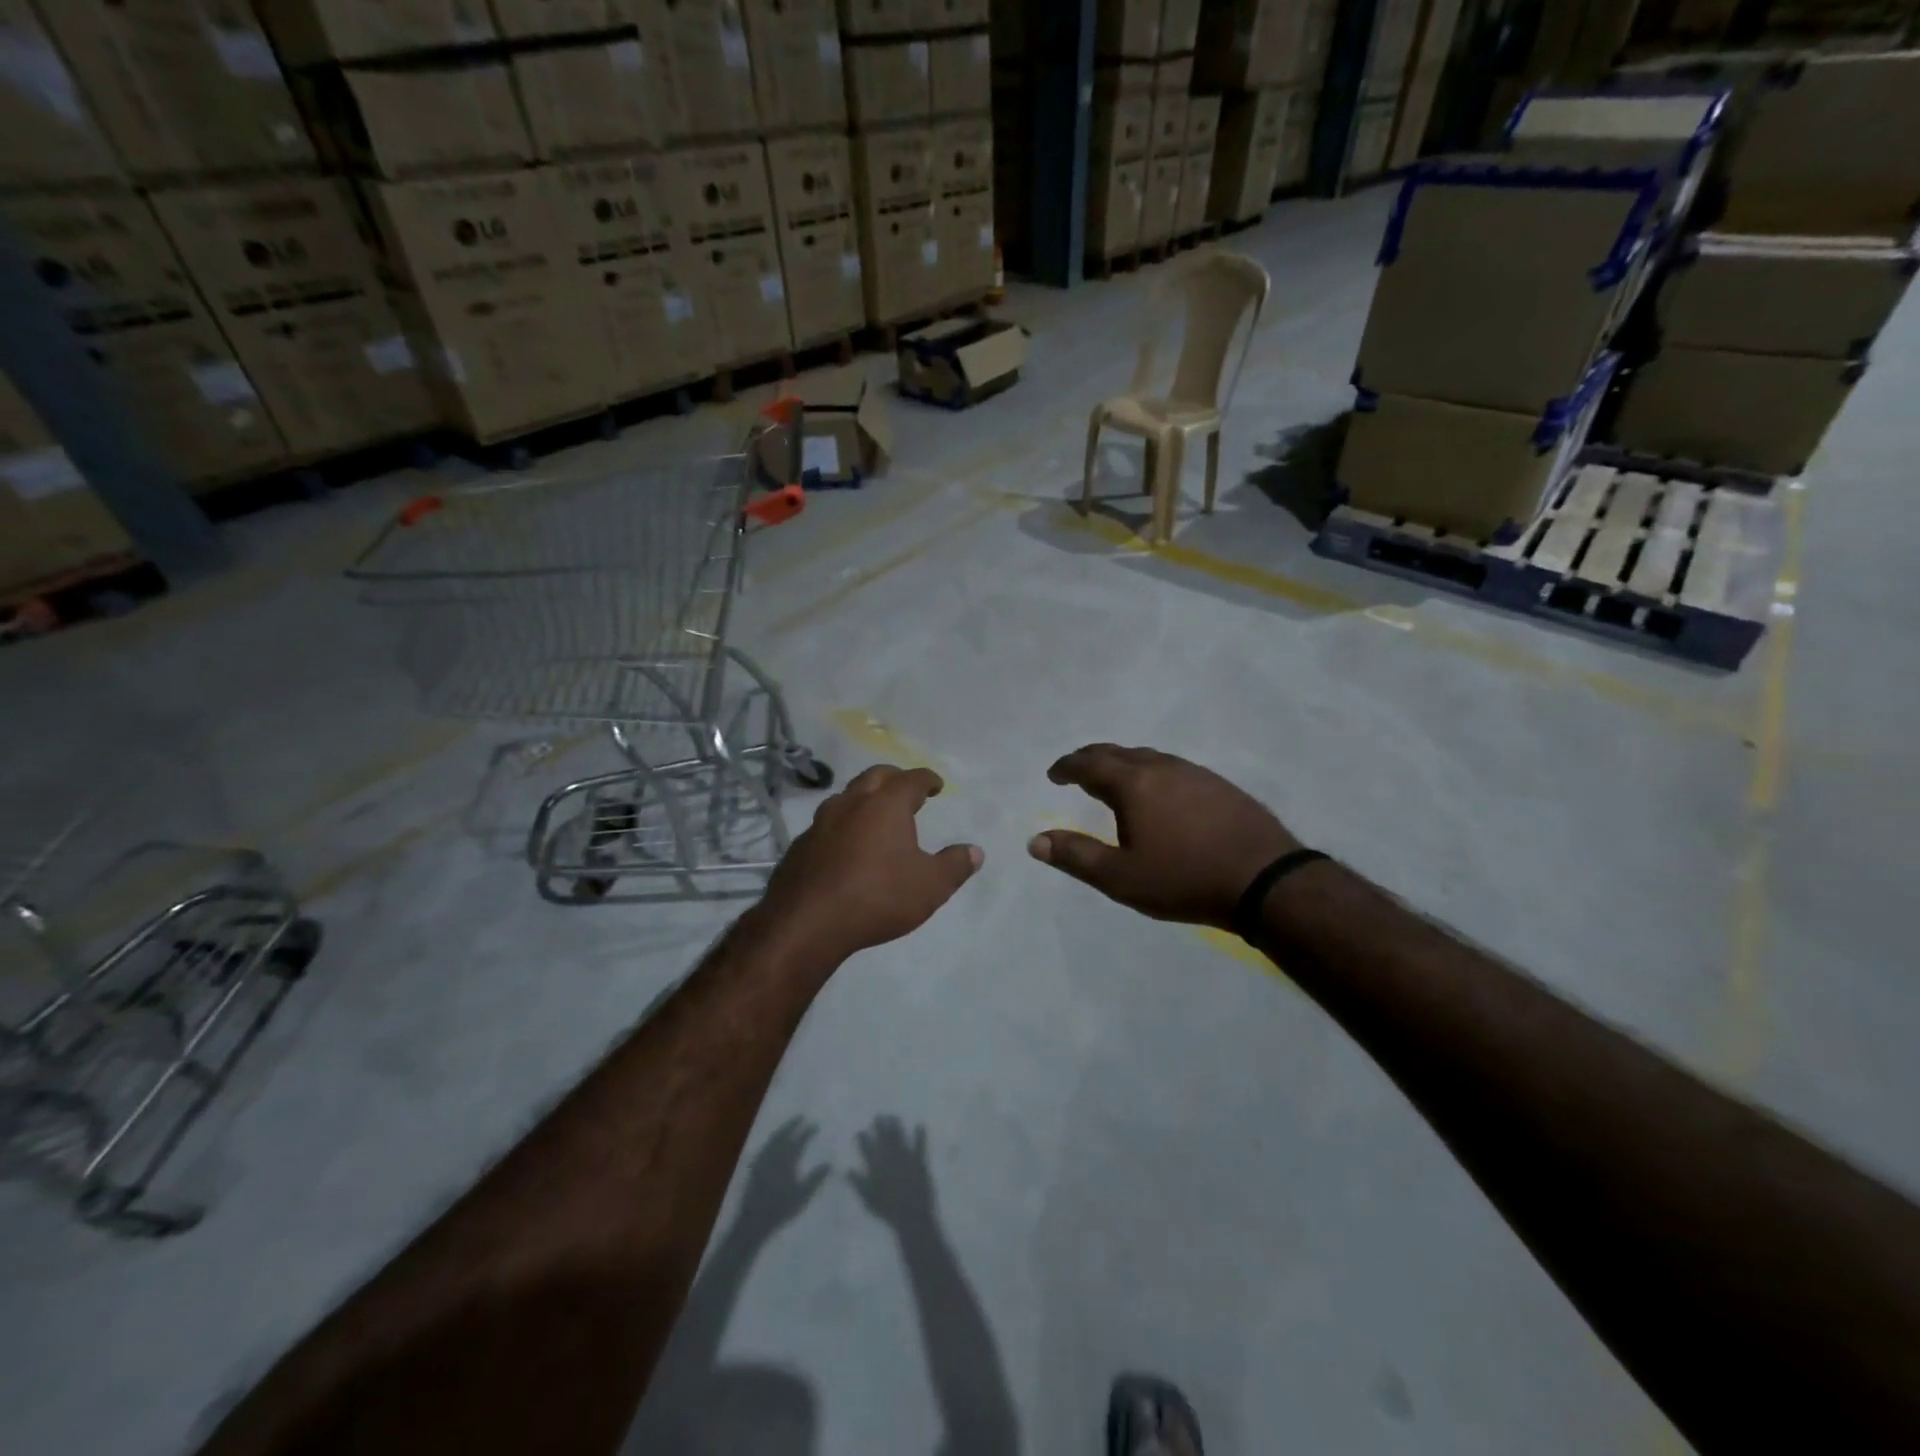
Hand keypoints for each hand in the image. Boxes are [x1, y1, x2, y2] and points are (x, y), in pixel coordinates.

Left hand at [733, 1117, 830, 1238]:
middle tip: (800, 1117)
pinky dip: (770, 1141)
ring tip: (787, 1126)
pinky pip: (764, 1148)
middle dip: (792, 1124)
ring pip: (773, 1139)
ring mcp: (762, 1160)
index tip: (815, 1125)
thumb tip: (829, 1162)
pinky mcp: (754, 1167)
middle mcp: (774, 1155)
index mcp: (788, 1159)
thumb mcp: (803, 1194)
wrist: (754, 1220)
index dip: (807, 1131)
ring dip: (781, 1130)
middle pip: (784, 1134)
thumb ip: (816, 1177)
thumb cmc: (781, 1208)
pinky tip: (771, 1144)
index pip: (799, 1140)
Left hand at [756, 765, 982, 963]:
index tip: (936, 785)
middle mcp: (852, 802)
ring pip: (846, 796)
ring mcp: (821, 822)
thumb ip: (955, 865)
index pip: (912, 779)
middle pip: (875, 776)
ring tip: (875, 814)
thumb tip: (975, 851)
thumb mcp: (930, 886)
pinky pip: (827, 824)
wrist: (807, 922)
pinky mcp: (800, 845)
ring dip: (864, 798)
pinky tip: (846, 845)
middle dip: (894, 778)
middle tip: (906, 789)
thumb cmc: (878, 896)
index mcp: (887, 804)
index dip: (927, 779)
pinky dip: (842, 825)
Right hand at [848, 1117, 935, 1229]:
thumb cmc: (887, 1209)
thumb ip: (858, 1183)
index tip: (860, 1131)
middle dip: (880, 1126)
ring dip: (897, 1126)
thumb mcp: (868, 1199)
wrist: (911, 1215)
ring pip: (900, 1137)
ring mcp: (906, 1157)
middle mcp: (891, 1157)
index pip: (867, 1148)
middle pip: (884, 1138)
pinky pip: (920, 1145)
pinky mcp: (920, 1161)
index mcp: (877, 1166)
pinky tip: (920, 1124)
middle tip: (878, 1116)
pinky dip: (920, 1134)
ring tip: (893, 1117)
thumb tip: (846, 1170)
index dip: (863, 1138)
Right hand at [1028, 744, 1300, 928]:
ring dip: (1123, 763)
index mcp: (1134, 783)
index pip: (1090, 763)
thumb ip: (1076, 856)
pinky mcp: (1220, 785)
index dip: (1067, 767)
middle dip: (1092, 758)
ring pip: (1149, 756)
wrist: (1265, 881)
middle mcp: (1162, 767)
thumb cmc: (1184, 879)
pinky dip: (1151, 772)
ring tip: (1114, 780)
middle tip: (1077, 770)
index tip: (1054, 774)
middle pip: (1118, 752)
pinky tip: (1159, 793)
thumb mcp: (1121, 877)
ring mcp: (1195, 773)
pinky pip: (1173, 768)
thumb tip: (1035, 841)